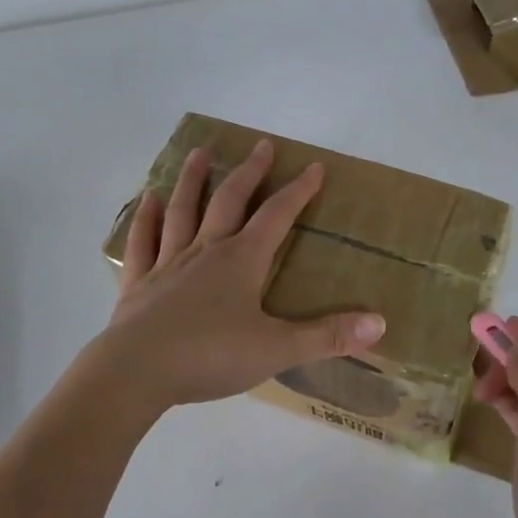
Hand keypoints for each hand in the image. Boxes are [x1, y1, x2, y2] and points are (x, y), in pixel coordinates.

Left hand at [92, 138, 385, 409]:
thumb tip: (380, 323)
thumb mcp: (277, 349)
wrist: (137, 372)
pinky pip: (143, 242)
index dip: (298, 191)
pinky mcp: (139, 283)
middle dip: (249, 172)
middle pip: (230, 201)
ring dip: (193, 180)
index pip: (277, 217)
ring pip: (183, 211)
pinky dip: (146, 218)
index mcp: (242, 261)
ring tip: (200, 153)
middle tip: (261, 145)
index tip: (314, 167)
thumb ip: (327, 336)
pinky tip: (149, 199)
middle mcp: (205, 251)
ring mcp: (168, 264)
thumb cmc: (211, 356)